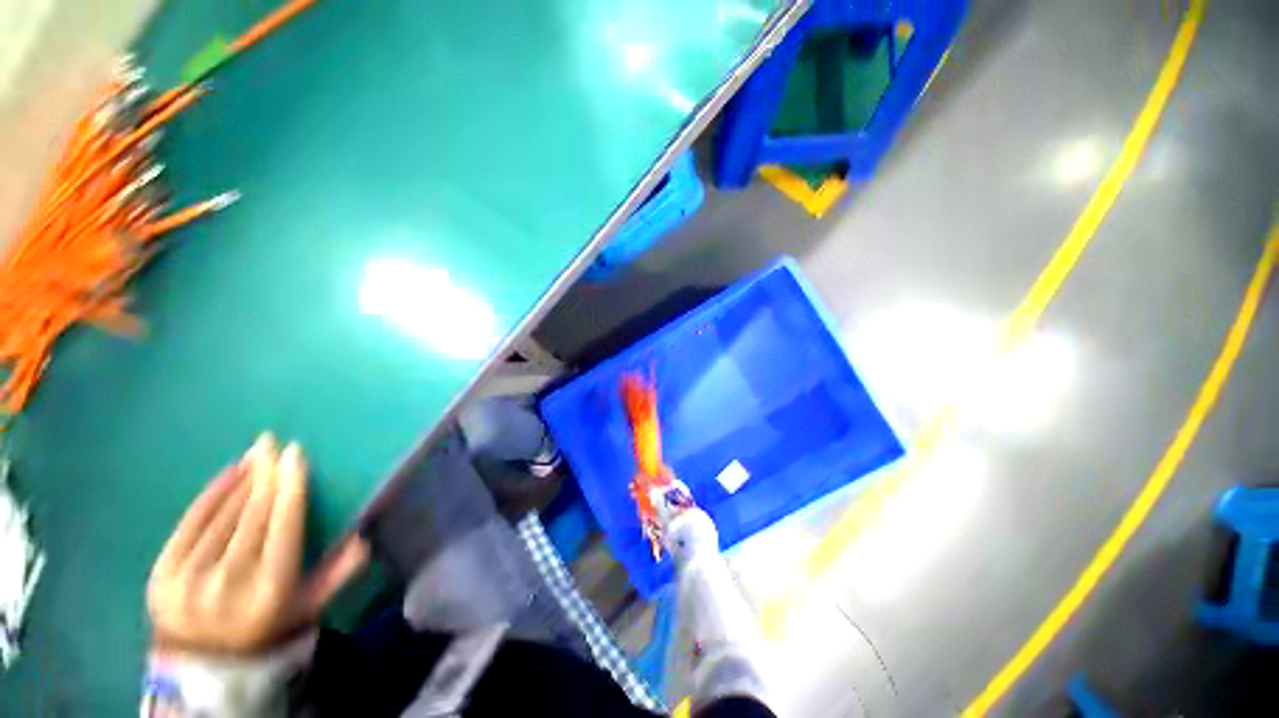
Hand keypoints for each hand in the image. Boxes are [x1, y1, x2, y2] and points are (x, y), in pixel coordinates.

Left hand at [147, 434, 367, 654]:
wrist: (202, 664)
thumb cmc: (267, 629)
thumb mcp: (309, 608)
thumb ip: (338, 574)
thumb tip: (362, 537)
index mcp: (271, 588)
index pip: (284, 525)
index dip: (290, 486)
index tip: (295, 454)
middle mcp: (230, 580)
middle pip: (252, 514)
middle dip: (265, 473)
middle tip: (272, 443)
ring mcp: (190, 577)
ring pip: (222, 514)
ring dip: (241, 480)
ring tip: (255, 454)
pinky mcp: (162, 573)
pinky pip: (190, 523)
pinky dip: (210, 495)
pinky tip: (226, 474)